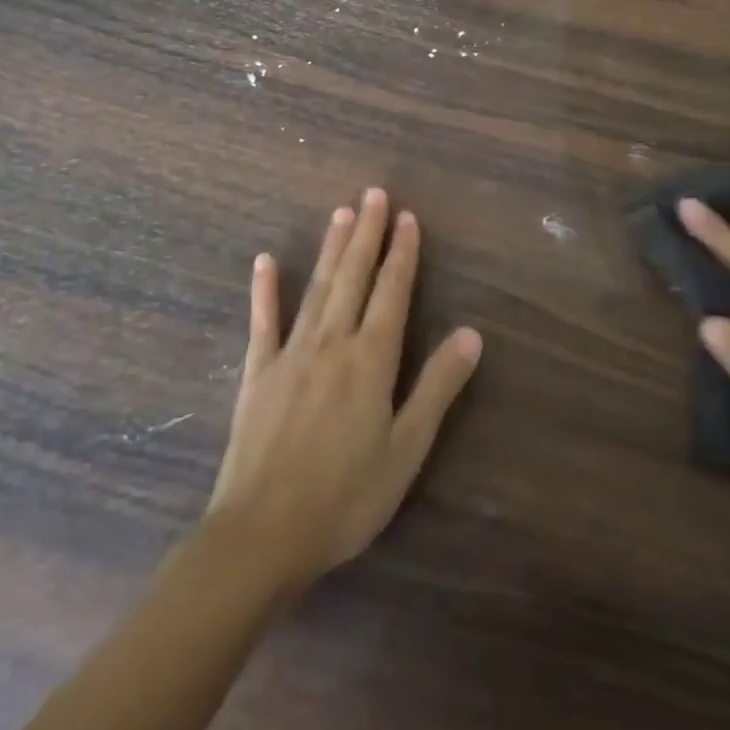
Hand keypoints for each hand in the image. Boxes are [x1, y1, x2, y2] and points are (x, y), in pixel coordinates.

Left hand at [207, 189, 482, 589]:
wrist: (262, 536)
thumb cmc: (345, 497)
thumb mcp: (406, 449)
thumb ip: (437, 387)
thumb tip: (472, 333)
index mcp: (371, 358)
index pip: (392, 291)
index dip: (402, 252)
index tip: (407, 216)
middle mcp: (332, 342)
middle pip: (354, 276)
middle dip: (367, 233)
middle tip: (374, 193)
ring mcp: (290, 353)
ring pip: (317, 287)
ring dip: (331, 247)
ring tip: (341, 212)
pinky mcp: (257, 372)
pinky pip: (262, 321)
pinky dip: (264, 289)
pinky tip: (265, 261)